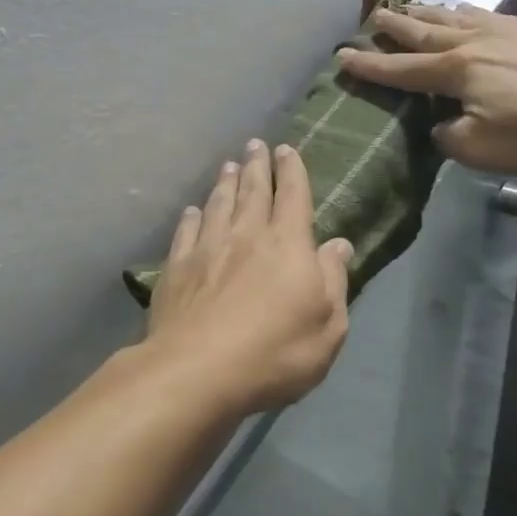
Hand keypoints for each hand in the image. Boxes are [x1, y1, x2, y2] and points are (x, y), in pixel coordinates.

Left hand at [145, 141, 352, 413]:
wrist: (198, 371)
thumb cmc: (276, 352)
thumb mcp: (328, 326)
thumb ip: (334, 280)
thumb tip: (339, 244)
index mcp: (287, 244)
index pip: (293, 196)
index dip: (291, 171)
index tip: (286, 149)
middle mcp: (247, 235)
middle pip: (253, 191)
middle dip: (256, 165)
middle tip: (255, 144)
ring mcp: (207, 249)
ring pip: (218, 205)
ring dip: (225, 183)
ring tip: (228, 166)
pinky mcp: (177, 268)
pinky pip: (186, 232)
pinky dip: (191, 217)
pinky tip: (192, 211)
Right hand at [337, 3, 516, 173]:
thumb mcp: (481, 149)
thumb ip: (448, 136)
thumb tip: (440, 124)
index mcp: (455, 71)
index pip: (401, 69)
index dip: (370, 65)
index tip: (343, 57)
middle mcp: (474, 42)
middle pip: (425, 30)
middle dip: (396, 25)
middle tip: (374, 16)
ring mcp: (507, 29)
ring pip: (456, 16)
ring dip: (429, 13)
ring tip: (412, 7)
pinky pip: (487, 14)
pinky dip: (466, 13)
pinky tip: (468, 13)